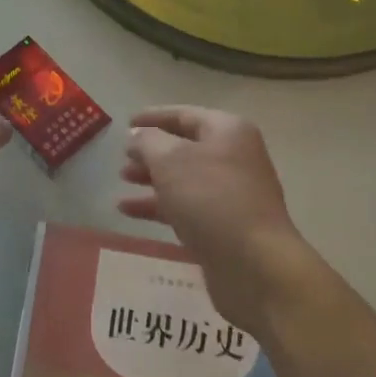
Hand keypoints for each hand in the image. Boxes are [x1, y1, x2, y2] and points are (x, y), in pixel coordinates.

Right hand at [119, 106, 312, 332]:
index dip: (153, 117)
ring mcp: (230, 194)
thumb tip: (137, 135)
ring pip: (184, 179)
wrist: (252, 261)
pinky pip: (185, 207)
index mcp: (227, 132)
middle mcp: (233, 158)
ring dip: (152, 179)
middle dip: (151, 151)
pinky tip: (129, 211)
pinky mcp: (223, 225)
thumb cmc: (210, 199)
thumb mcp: (171, 160)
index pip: (185, 115)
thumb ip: (148, 142)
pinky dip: (158, 206)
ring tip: (123, 181)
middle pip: (185, 148)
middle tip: (122, 158)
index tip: (125, 123)